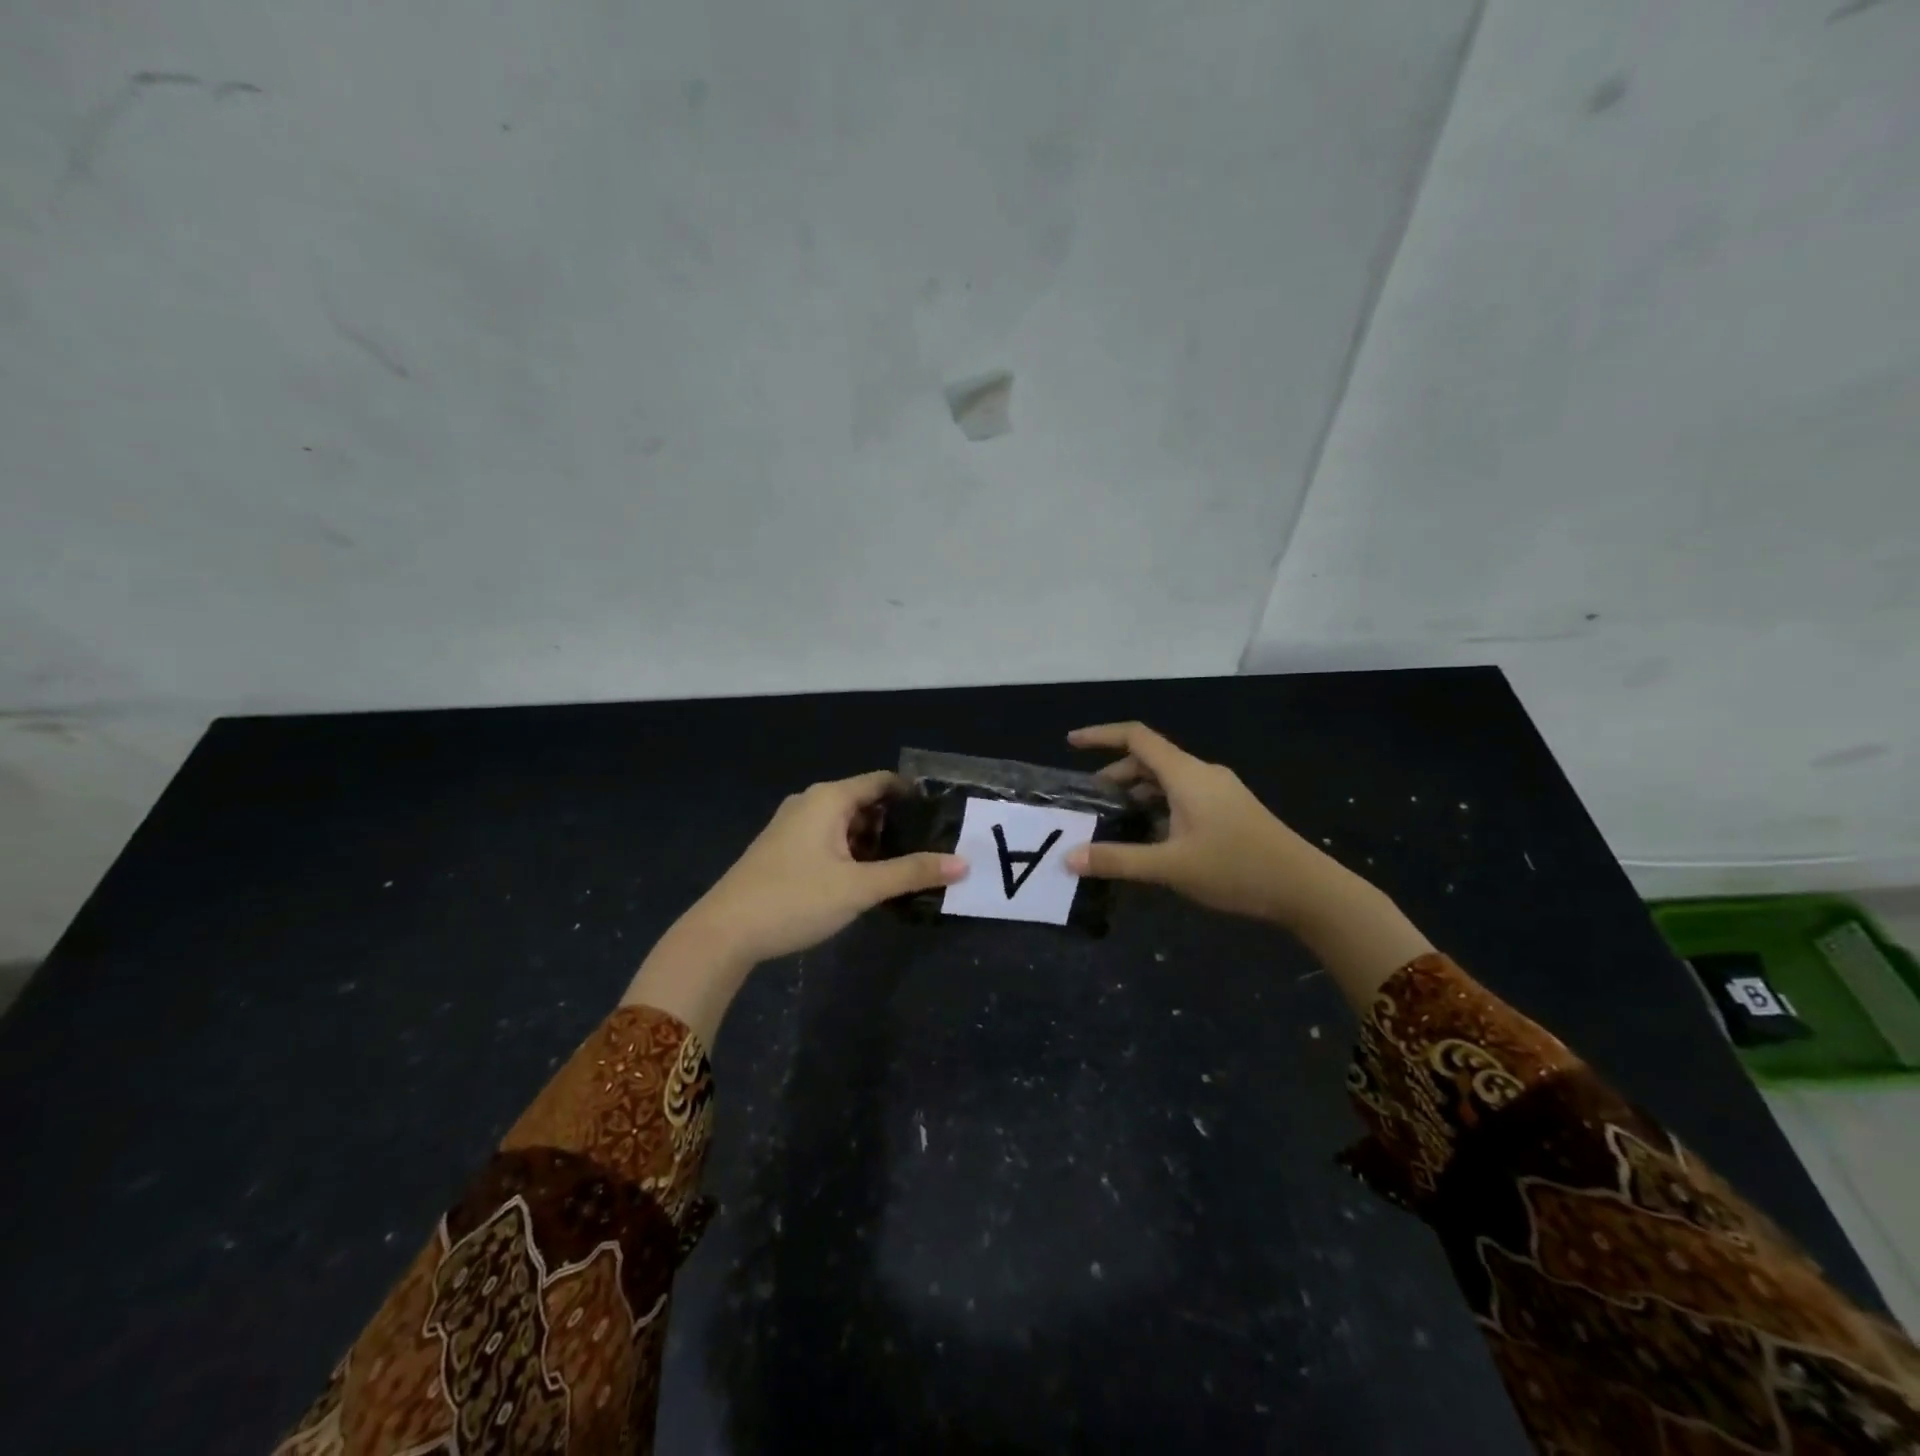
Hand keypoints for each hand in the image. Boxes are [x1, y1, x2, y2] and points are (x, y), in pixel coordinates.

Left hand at [627, 772, 966, 1041]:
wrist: (723, 933)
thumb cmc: (795, 900)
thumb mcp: (859, 887)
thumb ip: (911, 873)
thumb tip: (963, 864)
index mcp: (829, 798)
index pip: (883, 782)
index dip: (914, 796)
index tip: (944, 817)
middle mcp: (811, 802)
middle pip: (866, 802)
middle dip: (897, 824)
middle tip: (932, 848)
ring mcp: (793, 825)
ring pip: (847, 824)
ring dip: (875, 842)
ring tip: (906, 868)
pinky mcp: (784, 849)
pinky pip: (829, 839)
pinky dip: (852, 852)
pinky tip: (867, 879)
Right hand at [1062, 722, 1342, 930]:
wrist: (1306, 888)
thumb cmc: (1236, 868)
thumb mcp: (1170, 866)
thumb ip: (1118, 860)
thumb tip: (1068, 858)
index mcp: (1186, 775)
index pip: (1136, 738)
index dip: (1101, 735)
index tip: (1071, 743)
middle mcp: (1201, 774)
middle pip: (1149, 761)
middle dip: (1115, 776)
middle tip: (1089, 803)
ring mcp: (1219, 792)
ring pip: (1166, 781)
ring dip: (1137, 794)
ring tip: (1113, 822)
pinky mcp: (1228, 810)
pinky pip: (1182, 796)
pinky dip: (1157, 807)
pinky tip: (1149, 837)